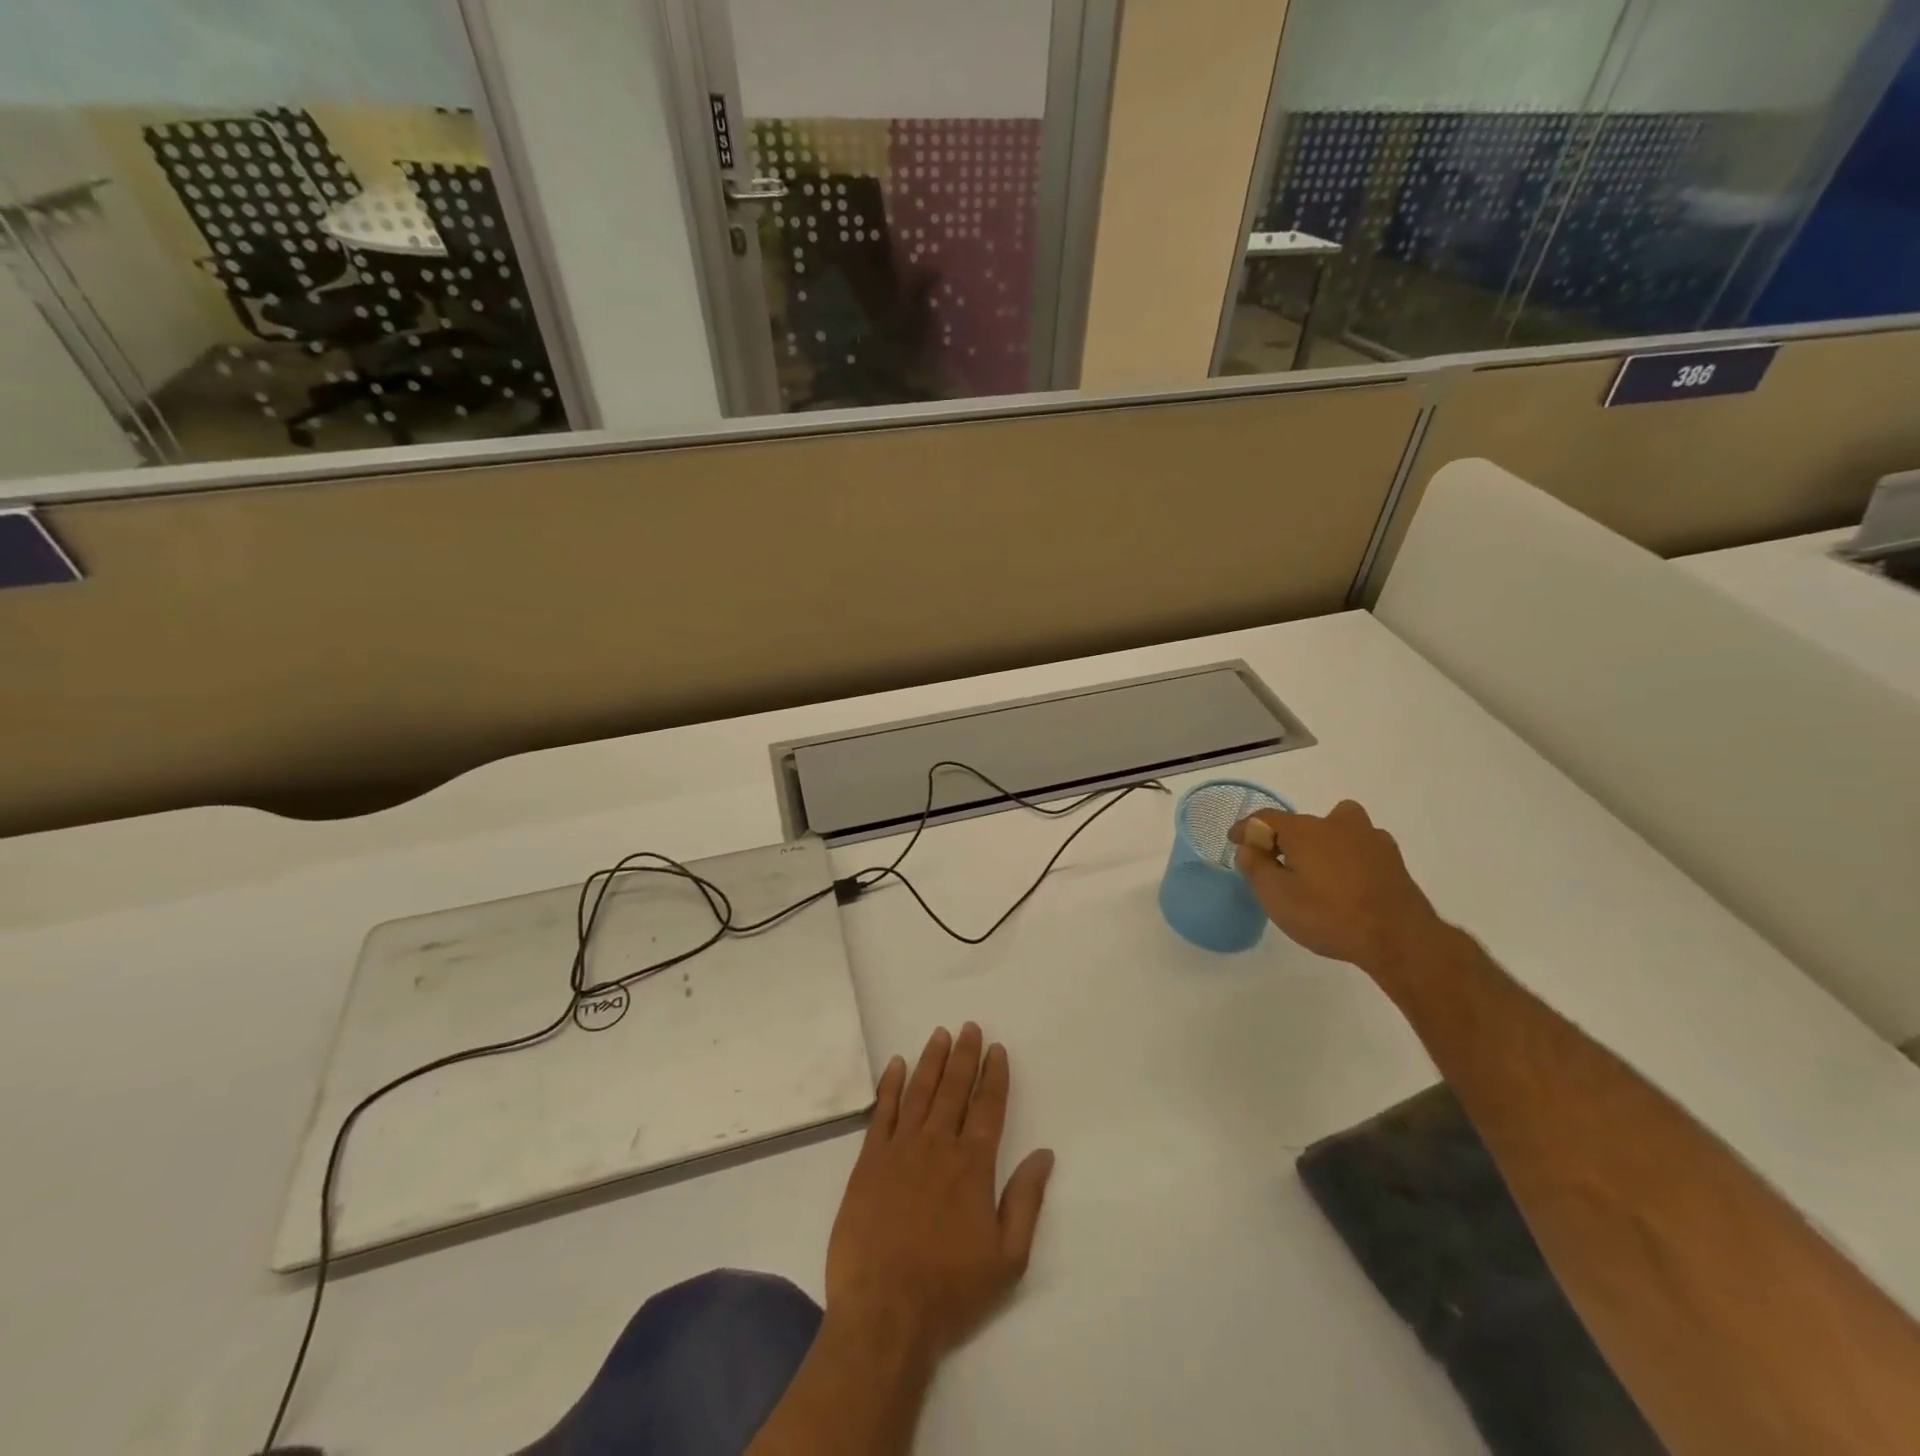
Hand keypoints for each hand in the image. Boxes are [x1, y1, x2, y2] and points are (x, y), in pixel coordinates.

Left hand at [825, 1024, 1054, 1366]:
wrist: (884, 1312)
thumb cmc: (950, 1290)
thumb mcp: (1006, 1258)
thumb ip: (1026, 1201)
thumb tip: (1044, 1154)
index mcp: (973, 1166)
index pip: (988, 1108)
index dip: (994, 1075)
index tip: (997, 1048)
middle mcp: (938, 1146)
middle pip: (954, 1089)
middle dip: (964, 1056)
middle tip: (969, 1027)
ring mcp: (900, 1150)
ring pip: (920, 1092)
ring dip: (931, 1060)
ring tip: (940, 1034)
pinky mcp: (868, 1161)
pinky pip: (882, 1112)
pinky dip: (891, 1085)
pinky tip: (897, 1064)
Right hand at [1229, 799, 1445, 974]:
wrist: (1399, 939)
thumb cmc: (1329, 915)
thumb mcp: (1276, 897)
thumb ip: (1256, 867)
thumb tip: (1249, 847)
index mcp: (1305, 830)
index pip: (1265, 819)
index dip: (1246, 828)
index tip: (1234, 840)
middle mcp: (1337, 824)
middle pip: (1302, 822)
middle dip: (1284, 838)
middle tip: (1275, 863)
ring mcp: (1370, 839)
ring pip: (1337, 827)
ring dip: (1322, 840)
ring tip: (1316, 868)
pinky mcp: (1392, 859)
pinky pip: (1359, 846)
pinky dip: (1347, 855)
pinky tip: (1347, 880)